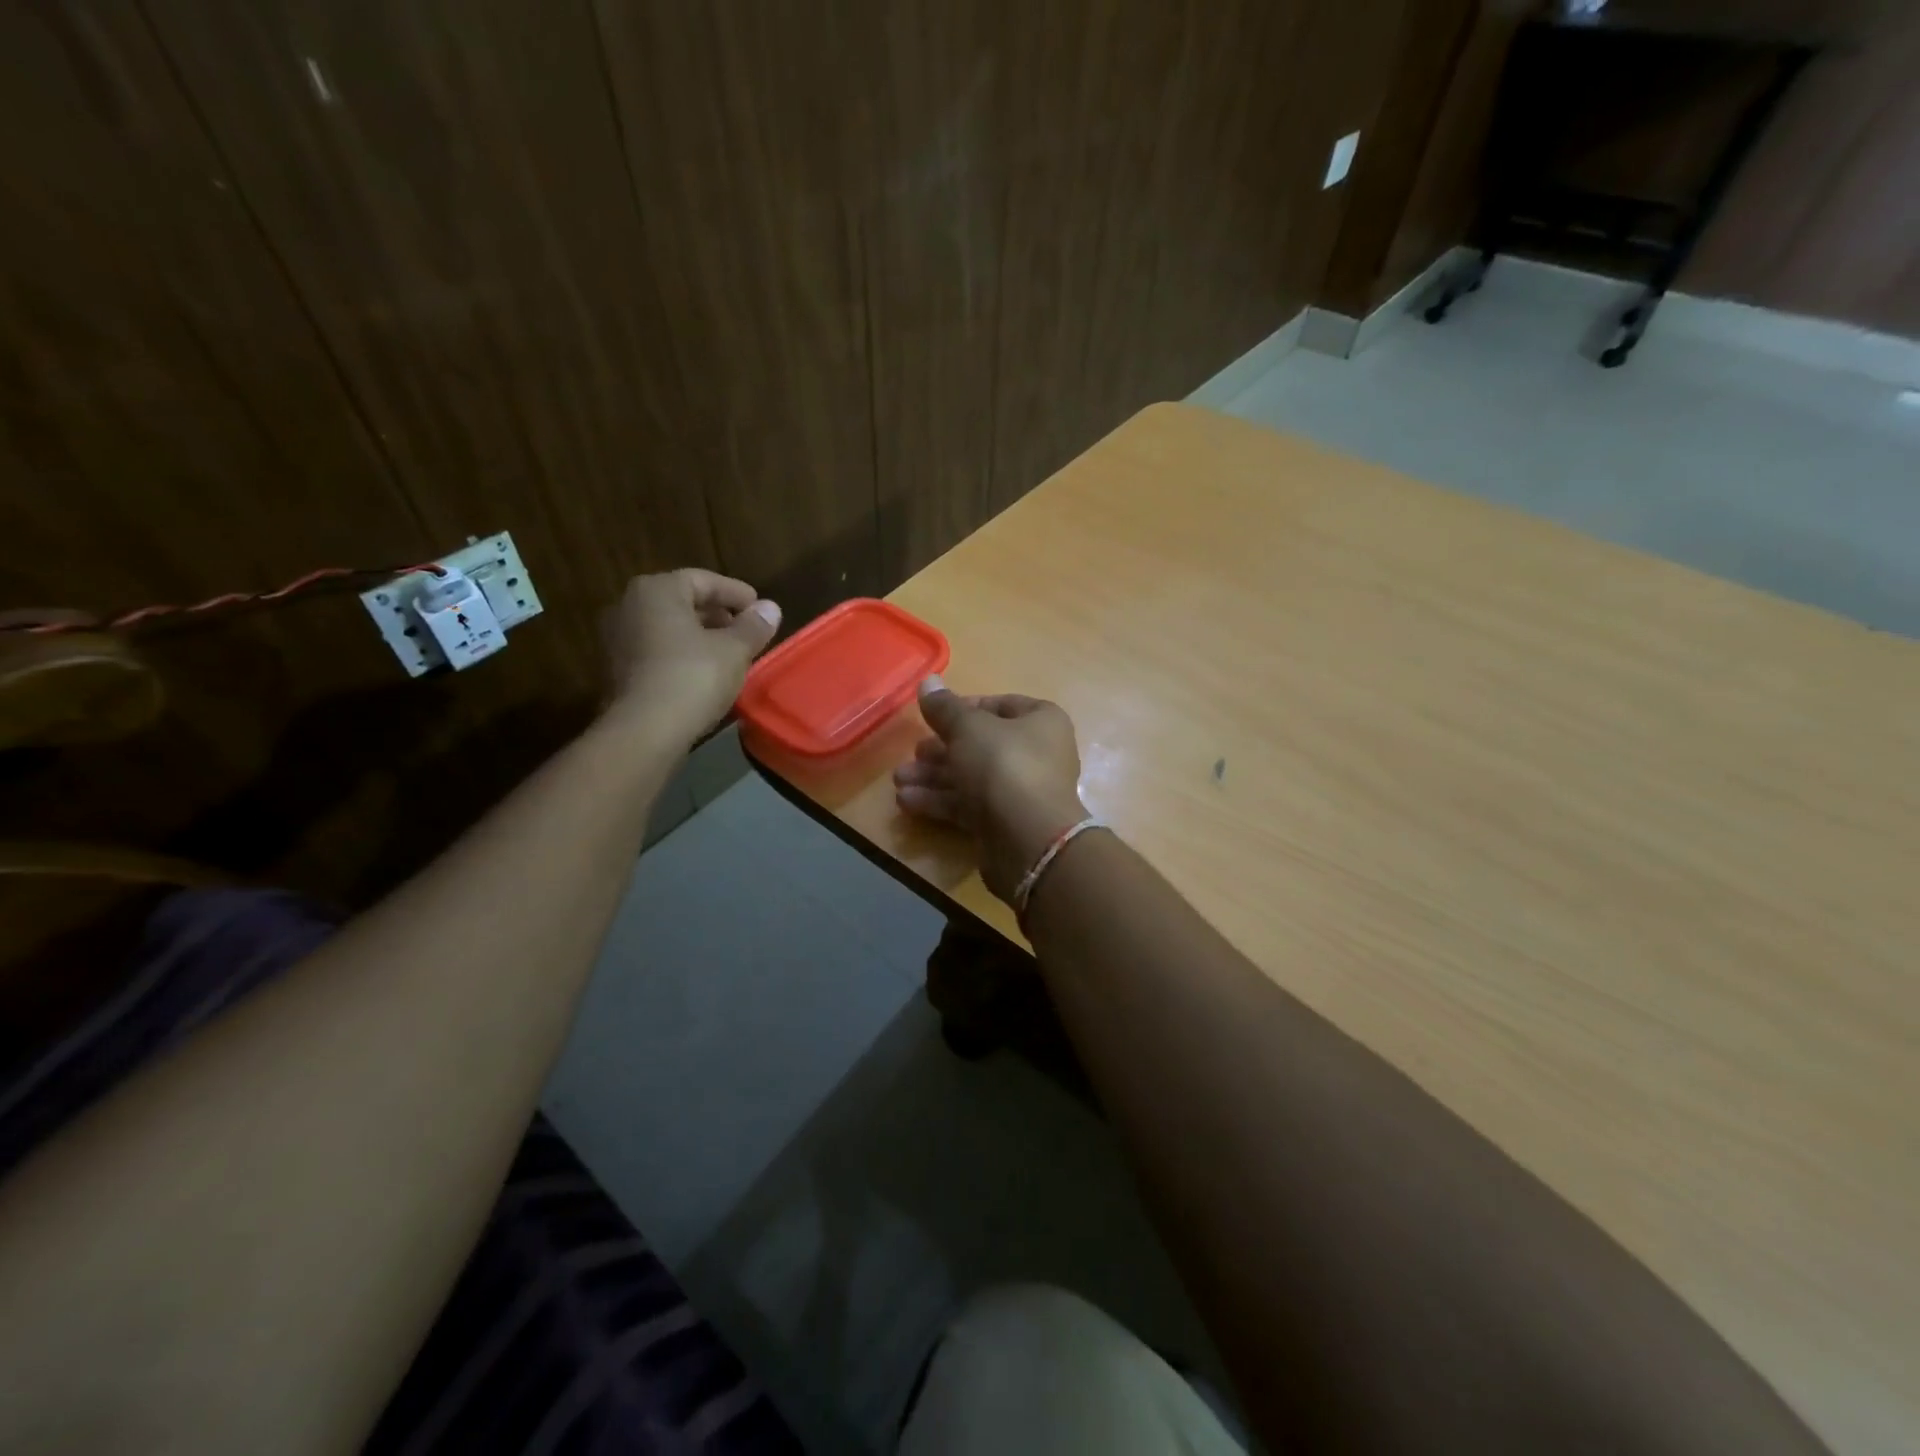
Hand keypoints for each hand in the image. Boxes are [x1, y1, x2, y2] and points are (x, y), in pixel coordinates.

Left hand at [602, 570, 780, 747]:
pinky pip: (656, 650)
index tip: (760, 609)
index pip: (703, 580)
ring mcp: (618, 638)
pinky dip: (681, 654)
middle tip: (746, 631)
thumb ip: (753, 626)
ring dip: (699, 636)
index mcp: (657, 590)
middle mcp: (630, 605)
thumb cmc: (693, 677)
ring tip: (729, 653)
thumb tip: (771, 608)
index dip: (736, 593)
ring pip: (668, 627)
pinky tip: (704, 672)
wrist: (645, 730)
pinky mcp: (616, 669)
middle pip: (682, 601)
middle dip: (717, 615)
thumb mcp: (734, 650)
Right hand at [893, 676, 1089, 902]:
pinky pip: (969, 805)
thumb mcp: (969, 729)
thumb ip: (945, 707)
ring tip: (898, 780)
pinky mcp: (1005, 823)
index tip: (934, 716)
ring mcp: (1021, 791)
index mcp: (1041, 721)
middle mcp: (1036, 754)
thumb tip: (928, 681)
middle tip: (913, 753)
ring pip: (972, 776)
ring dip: (934, 777)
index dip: (965, 707)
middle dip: (941, 748)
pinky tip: (907, 801)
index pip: (1001, 705)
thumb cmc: (1004, 766)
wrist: (1028, 840)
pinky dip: (940, 801)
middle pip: (981, 744)